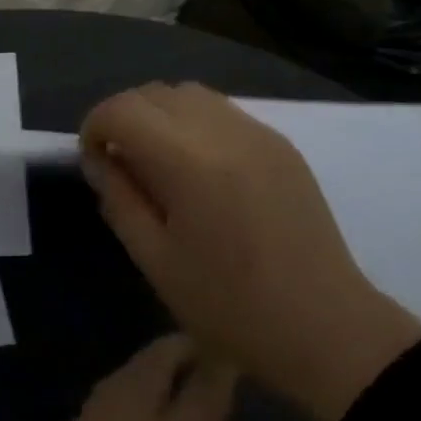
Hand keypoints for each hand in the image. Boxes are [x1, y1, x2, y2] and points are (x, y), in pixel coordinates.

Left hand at [0, 336, 303, 420]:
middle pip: (148, 370)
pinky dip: (110, 395)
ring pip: (114, 384)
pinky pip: (89, 410)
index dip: (219, 367)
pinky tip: (115, 414)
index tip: (233, 347)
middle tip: (194, 343)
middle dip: (172, 351)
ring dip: (138, 368)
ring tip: (158, 369)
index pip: (202, 391)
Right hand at [80, 83, 420, 420]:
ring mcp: (257, 131)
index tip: (94, 161)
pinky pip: (223, 111)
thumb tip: (99, 159)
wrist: (327, 327)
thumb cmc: (232, 306)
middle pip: (154, 93)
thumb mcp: (156, 261)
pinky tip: (203, 170)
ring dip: (161, 116)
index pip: (123, 109)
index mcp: (188, 160)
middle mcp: (223, 129)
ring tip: (161, 164)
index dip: (95, 126)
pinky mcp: (280, 143)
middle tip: (123, 165)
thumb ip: (119, 199)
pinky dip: (196, 123)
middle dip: (125, 118)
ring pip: (189, 94)